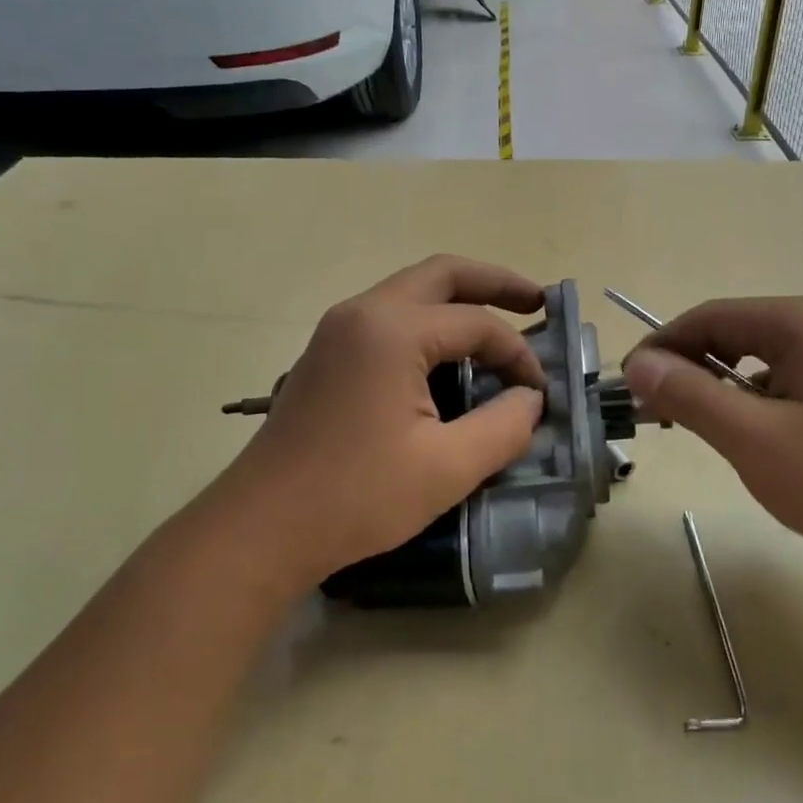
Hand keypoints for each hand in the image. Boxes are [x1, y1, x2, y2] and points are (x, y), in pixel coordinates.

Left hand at [199, 256, 546, 596]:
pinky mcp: (326, 355)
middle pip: (441, 275)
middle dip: (494, 283)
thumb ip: (504, 426)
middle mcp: (362, 313)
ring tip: (498, 323)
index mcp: (392, 331)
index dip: (518, 353)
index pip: (476, 323)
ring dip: (458, 300)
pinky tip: (448, 357)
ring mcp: (337, 331)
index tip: (540, 393)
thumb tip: (530, 398)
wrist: (262, 527)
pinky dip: (428, 324)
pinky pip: (388, 319)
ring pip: (411, 293)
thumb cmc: (357, 497)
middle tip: (537, 301)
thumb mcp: (448, 467)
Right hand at [624, 297, 802, 569]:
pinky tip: (738, 434)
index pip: (709, 316)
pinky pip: (779, 381)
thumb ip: (690, 395)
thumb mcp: (753, 438)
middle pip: (732, 332)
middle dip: (686, 366)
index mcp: (802, 322)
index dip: (661, 347)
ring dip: (714, 385)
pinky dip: (747, 401)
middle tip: (650, 408)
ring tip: (685, 423)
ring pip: (754, 358)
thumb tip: (637, 364)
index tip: (626, 384)